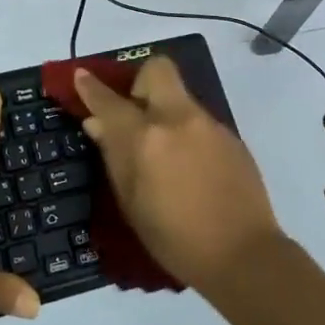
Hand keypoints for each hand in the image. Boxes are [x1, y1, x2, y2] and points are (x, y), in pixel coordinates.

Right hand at [74, 57, 285, 293]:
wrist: (243, 255)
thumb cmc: (175, 239)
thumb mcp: (132, 204)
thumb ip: (113, 156)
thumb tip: (97, 124)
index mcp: (145, 138)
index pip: (110, 101)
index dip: (91, 87)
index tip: (82, 76)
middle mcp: (177, 119)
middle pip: (157, 69)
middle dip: (140, 81)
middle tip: (135, 111)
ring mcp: (208, 124)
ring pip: (179, 96)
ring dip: (165, 110)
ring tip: (164, 151)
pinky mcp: (230, 135)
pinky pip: (199, 120)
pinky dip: (187, 132)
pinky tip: (191, 167)